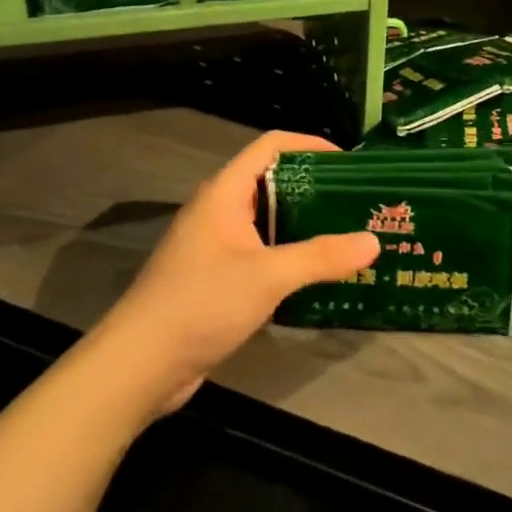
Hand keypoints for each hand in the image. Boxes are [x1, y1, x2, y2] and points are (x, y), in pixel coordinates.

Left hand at [97, 130, 380, 414]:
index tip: (350, 164)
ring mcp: (216, 246)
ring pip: (269, 221)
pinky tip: (318, 274)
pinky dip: (290, 256)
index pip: (271, 146)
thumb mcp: (268, 276)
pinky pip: (262, 253)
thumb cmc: (200, 304)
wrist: (138, 366)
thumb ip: (321, 257)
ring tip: (348, 236)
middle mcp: (218, 211)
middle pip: (273, 182)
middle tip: (357, 204)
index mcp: (224, 193)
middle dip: (316, 189)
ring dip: (306, 225)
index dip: (310, 145)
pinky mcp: (217, 278)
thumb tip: (373, 241)